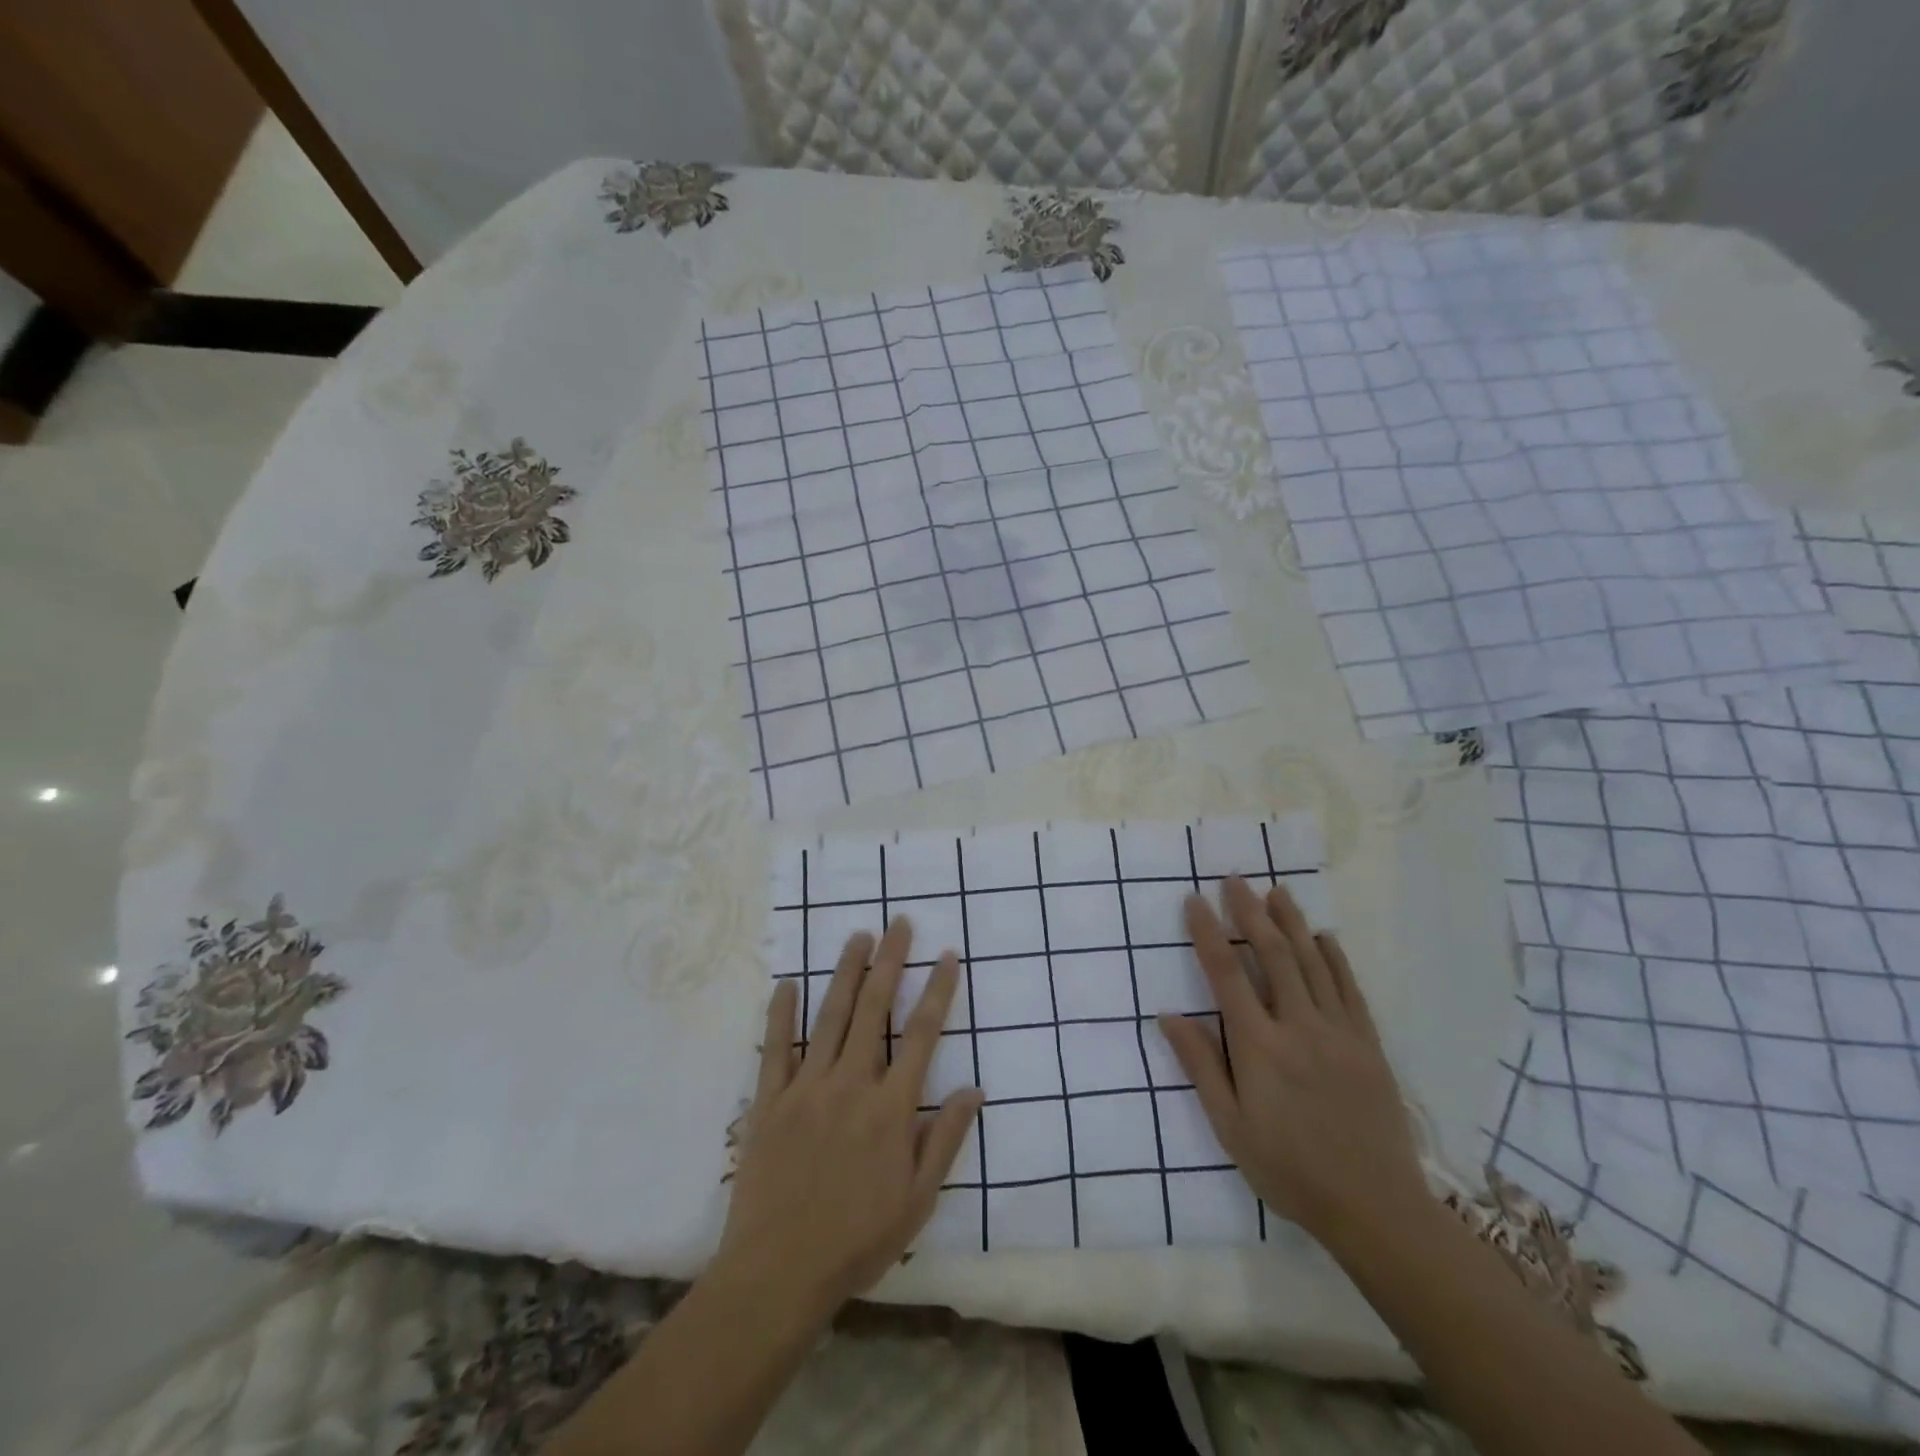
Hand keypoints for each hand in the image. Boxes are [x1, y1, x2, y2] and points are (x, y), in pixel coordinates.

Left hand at [714, 918, 982, 1326]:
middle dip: (890, 961)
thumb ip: (945, 1139)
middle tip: (899, 923)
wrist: (778, 1273)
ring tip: (858, 937)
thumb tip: (975, 1089)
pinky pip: (774, 1048)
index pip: (921, 1034)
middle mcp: (851, 1083)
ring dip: (846, 972)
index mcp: (890, 1107)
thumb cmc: (857, 1239)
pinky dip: (781, 1013)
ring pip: (829, 1016)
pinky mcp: (770, 1101)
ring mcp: (806, 1088)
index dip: (937, 990)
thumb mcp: (918, 1200)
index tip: (947, 955)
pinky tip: (787, 982)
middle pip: (874, 1009)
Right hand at [1159, 878, 1426, 1245]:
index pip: (1226, 975)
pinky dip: (1334, 957)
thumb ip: (1201, 1066)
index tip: (1195, 901)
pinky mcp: (1369, 1043)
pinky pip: (1350, 988)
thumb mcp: (1230, 1127)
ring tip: (1275, 891)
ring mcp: (1339, 1032)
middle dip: (1250, 912)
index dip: (1208, 934)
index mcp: (1259, 1047)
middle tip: (1234, 879)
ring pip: (1312, 963)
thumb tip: (1167, 1016)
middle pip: (1272, 955)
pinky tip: (1323, 936)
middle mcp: (1299, 1027)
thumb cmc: (1289, 1169)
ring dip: (1291, 922)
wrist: (1375, 1207)